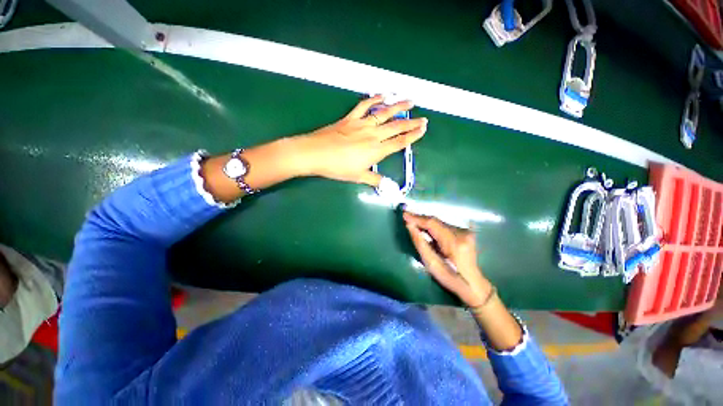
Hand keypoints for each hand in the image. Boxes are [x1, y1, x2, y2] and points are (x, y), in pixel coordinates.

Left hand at [294, 95, 427, 185]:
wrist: (316, 154)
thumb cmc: (338, 168)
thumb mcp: (358, 176)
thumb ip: (374, 180)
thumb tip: (387, 186)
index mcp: (376, 150)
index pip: (399, 142)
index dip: (413, 136)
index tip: (423, 129)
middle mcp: (373, 135)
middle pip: (396, 127)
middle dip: (411, 123)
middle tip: (423, 118)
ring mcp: (361, 124)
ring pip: (384, 113)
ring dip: (398, 106)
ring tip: (410, 101)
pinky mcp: (350, 118)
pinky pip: (364, 106)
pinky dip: (374, 99)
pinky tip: (382, 95)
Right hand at [403, 212, 491, 306]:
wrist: (473, 284)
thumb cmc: (450, 278)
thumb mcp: (432, 264)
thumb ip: (420, 243)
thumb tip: (410, 226)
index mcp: (454, 242)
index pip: (432, 223)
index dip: (417, 218)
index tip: (404, 215)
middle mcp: (462, 233)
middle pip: (436, 221)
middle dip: (420, 219)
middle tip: (406, 218)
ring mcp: (465, 232)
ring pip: (440, 222)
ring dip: (426, 223)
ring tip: (414, 223)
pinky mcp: (466, 232)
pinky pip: (445, 226)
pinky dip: (434, 226)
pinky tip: (426, 229)